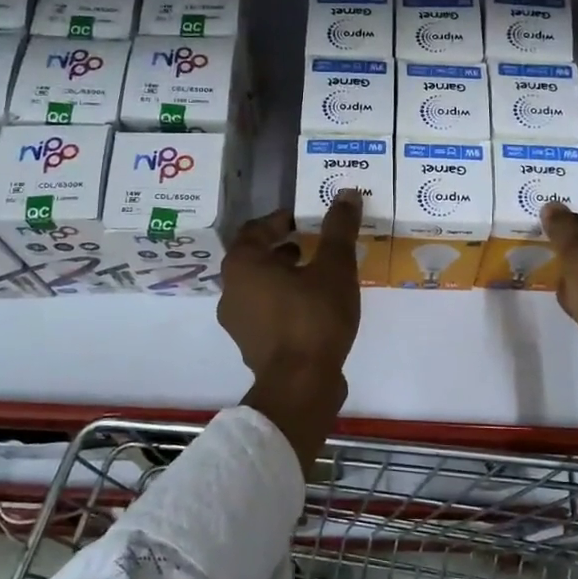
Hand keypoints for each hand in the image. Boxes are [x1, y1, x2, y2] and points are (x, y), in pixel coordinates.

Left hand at [219, 191, 363, 471]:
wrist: (300, 385)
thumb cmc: (314, 317)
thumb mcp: (335, 268)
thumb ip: (338, 229)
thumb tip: (346, 193)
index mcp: (243, 265)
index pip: (255, 229)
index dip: (279, 219)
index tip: (302, 219)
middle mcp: (231, 290)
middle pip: (254, 258)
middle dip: (282, 249)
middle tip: (311, 245)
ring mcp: (238, 321)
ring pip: (259, 287)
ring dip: (283, 277)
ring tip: (316, 277)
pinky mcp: (251, 345)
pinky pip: (265, 312)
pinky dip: (283, 302)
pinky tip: (312, 309)